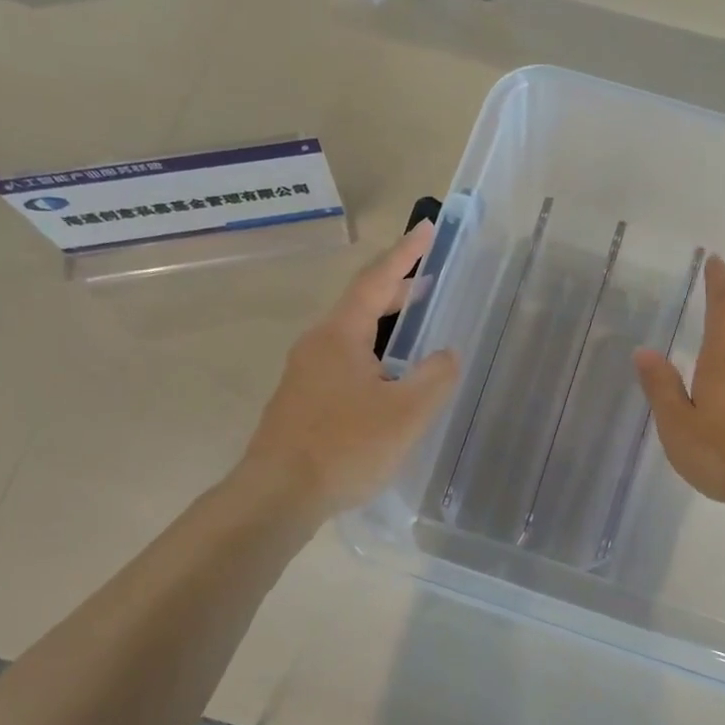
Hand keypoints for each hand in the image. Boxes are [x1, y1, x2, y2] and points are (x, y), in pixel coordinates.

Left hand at [237, 223, 458, 519]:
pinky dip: (371, 355)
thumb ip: (435, 378)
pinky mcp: (301, 402)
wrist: (277, 495)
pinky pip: (343, 363)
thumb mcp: (405, 413)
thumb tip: (448, 354)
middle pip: (361, 305)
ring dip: (384, 325)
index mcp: (341, 336)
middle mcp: (317, 345)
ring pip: (351, 337)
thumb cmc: (345, 447)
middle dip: (397, 290)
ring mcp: (304, 374)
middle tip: (430, 280)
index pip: (376, 281)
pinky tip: (386, 381)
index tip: (426, 228)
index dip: (404, 254)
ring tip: (414, 328)